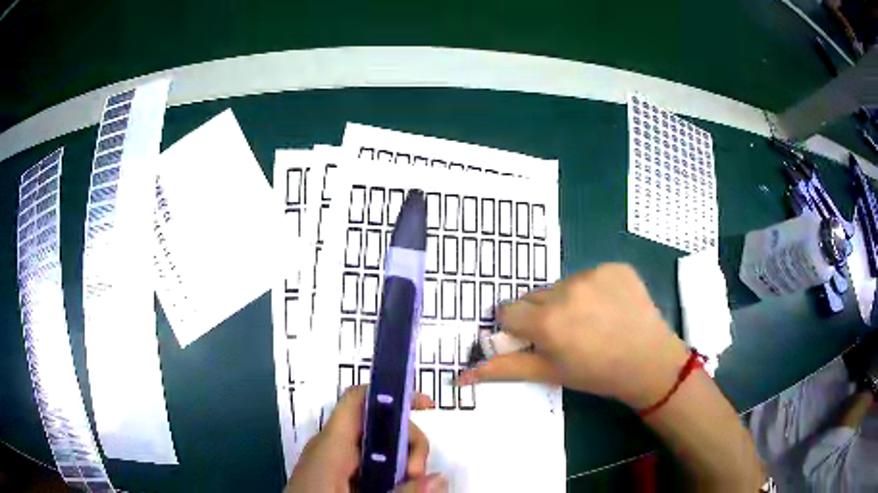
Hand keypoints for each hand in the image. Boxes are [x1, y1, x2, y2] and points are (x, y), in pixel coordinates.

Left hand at [284, 386, 447, 492]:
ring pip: (375, 447)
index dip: (391, 393)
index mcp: (330, 445)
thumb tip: (440, 477)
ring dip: (400, 462)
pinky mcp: (334, 476)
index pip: (357, 400)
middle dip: (406, 443)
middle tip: (417, 474)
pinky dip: (387, 473)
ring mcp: (331, 463)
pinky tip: (395, 488)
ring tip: (409, 486)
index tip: (426, 406)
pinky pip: (366, 464)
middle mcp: (330, 447)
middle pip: (376, 425)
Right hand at [458, 263, 688, 409]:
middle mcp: (566, 290)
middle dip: (542, 313)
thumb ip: (505, 368)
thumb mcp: (549, 373)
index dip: (519, 326)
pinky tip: (610, 308)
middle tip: (566, 333)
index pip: (509, 310)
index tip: (535, 338)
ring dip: (568, 300)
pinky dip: (594, 289)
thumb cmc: (597, 374)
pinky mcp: (615, 266)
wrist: (649, 362)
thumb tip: (462, 375)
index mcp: (547, 320)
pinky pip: (591, 275)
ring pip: (563, 284)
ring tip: (591, 321)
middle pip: (536, 296)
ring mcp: (594, 274)